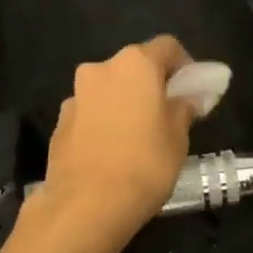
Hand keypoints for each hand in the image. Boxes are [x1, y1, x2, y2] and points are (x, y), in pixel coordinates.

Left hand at [37, 34, 197, 240]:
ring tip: (137, 138)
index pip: (167, 47)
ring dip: (124, 103)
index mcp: (135, 64)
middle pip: (133, 67)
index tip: (193, 89)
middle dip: (151, 85)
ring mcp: (75, 96)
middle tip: (167, 114)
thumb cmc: (145, 164)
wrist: (87, 205)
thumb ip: (183, 109)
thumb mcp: (178, 138)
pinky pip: (90, 114)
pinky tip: (112, 153)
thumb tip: (187, 97)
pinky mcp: (59, 124)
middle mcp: (100, 69)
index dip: (184, 64)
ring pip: (108, 90)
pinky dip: (103, 123)